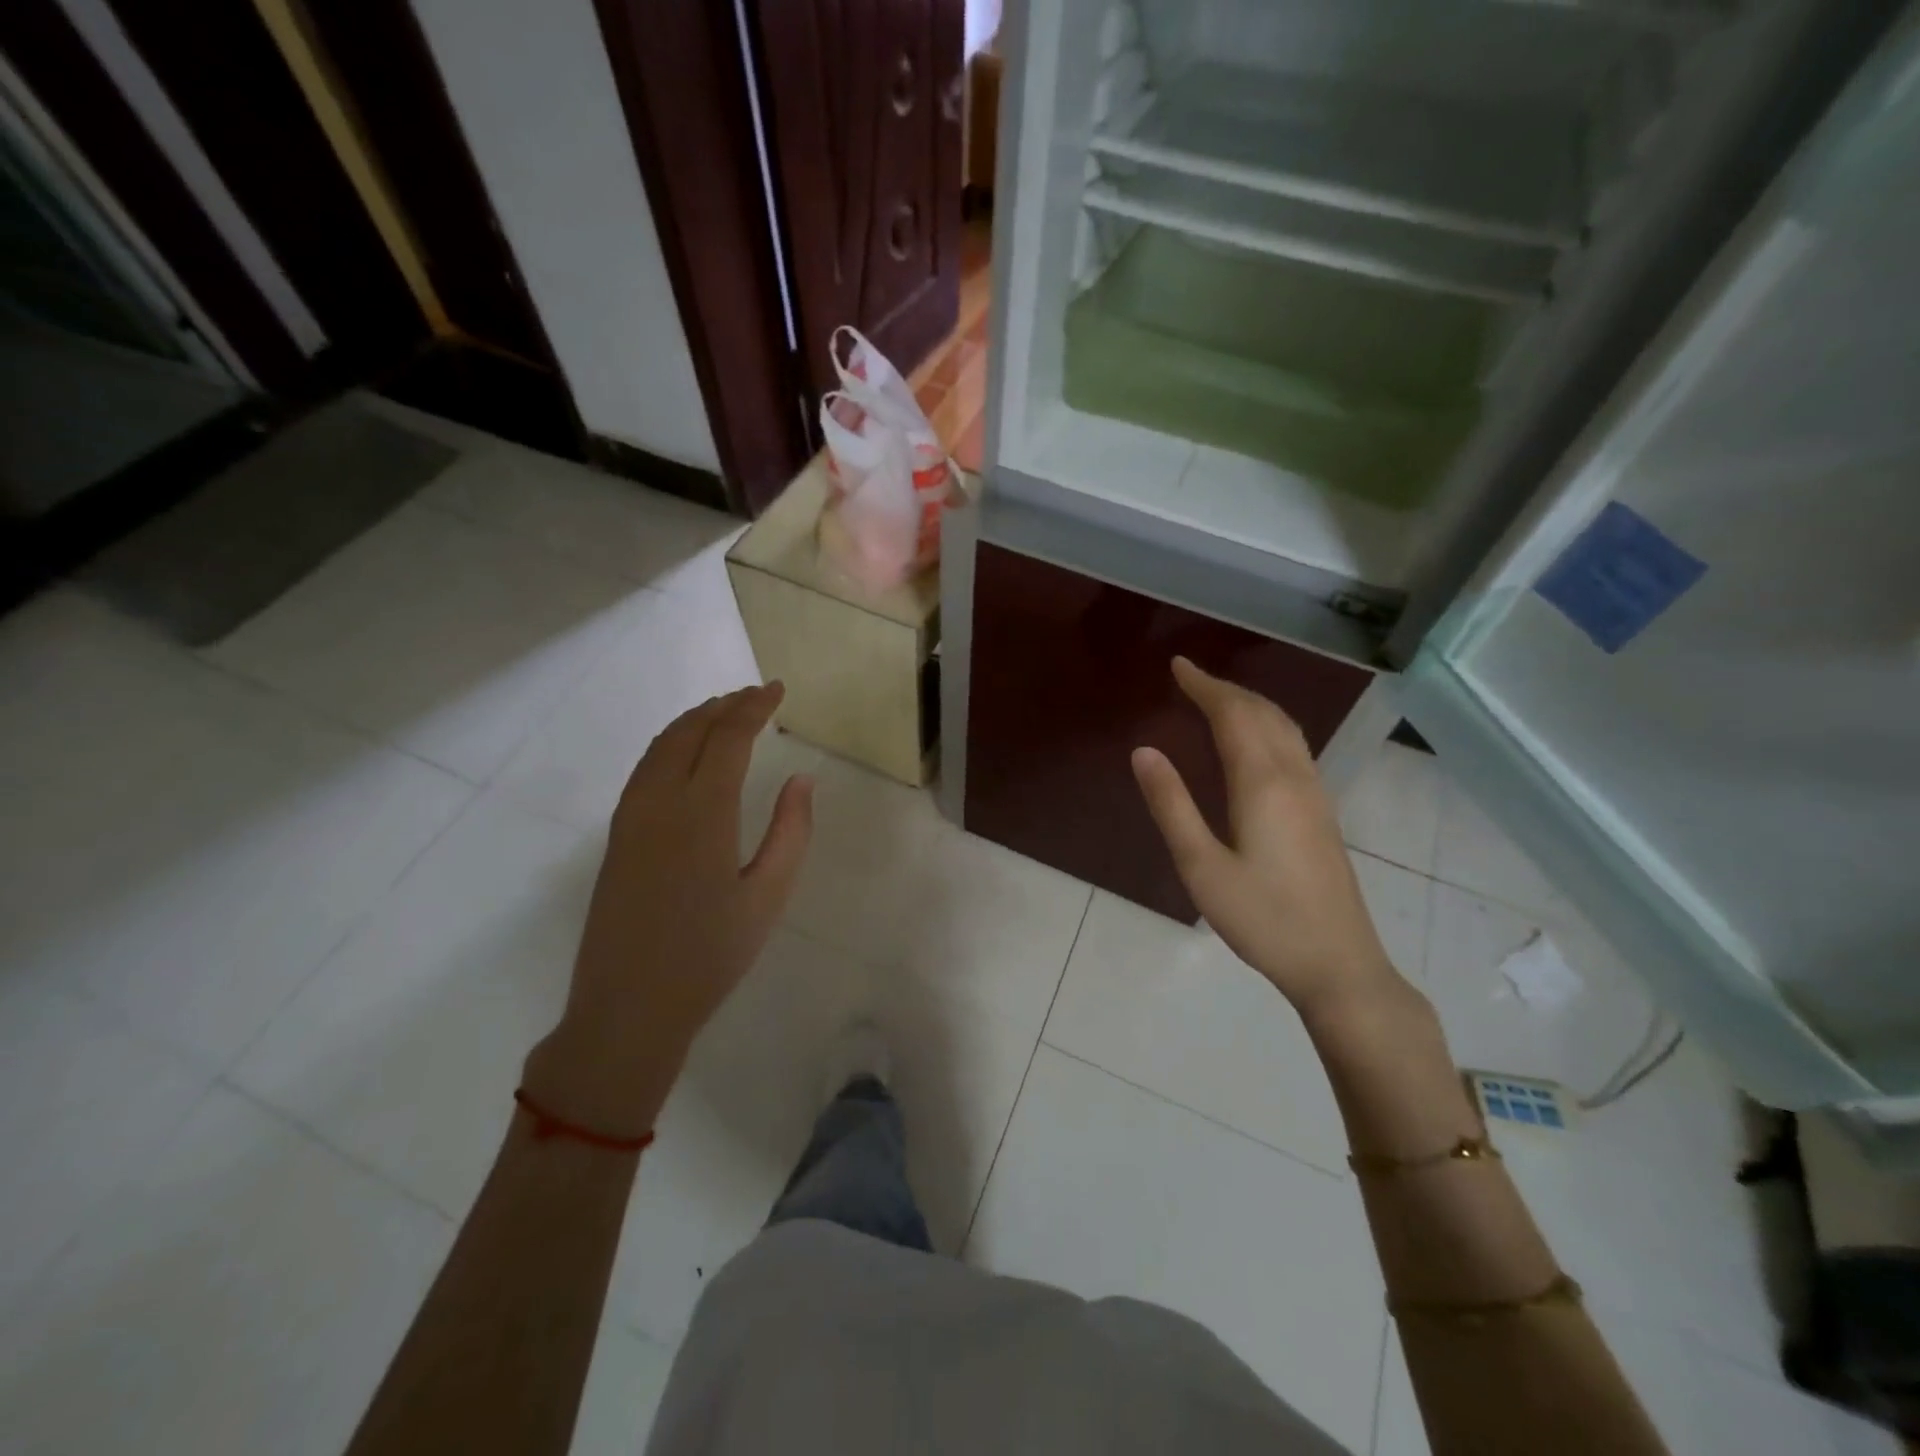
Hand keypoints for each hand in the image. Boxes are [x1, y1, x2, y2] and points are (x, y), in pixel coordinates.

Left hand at [522, 684, 813, 1135]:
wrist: (628, 1008)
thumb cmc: (710, 957)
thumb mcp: (769, 897)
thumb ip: (791, 832)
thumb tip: (802, 780)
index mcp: (703, 814)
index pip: (728, 738)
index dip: (754, 706)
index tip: (778, 689)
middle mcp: (660, 802)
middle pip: (691, 731)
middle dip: (725, 705)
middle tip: (756, 694)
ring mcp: (630, 817)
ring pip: (661, 746)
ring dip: (695, 720)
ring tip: (725, 711)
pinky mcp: (616, 836)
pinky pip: (645, 768)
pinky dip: (671, 744)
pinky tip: (687, 754)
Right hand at [1131, 657, 1413, 1029]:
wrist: (1338, 963)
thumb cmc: (1262, 917)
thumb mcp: (1201, 866)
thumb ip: (1171, 805)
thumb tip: (1144, 751)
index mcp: (1262, 783)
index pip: (1233, 714)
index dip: (1205, 686)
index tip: (1178, 666)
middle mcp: (1294, 776)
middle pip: (1262, 713)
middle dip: (1226, 689)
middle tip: (1191, 678)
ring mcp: (1315, 793)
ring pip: (1284, 727)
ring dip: (1250, 703)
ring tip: (1219, 698)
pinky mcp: (1322, 811)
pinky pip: (1294, 746)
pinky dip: (1268, 725)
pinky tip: (1256, 741)